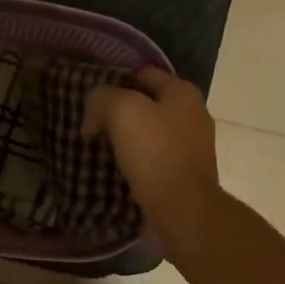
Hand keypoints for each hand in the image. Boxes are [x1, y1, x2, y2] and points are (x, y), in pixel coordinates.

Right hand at [81, 67, 222, 251]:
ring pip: (152, 132)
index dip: (114, 82)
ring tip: (101, 148)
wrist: (183, 210)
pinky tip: (120, 169)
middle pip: (148, 103)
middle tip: (92, 125)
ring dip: (128, 138)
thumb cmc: (155, 154)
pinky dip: (138, 160)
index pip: (142, 74)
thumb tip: (93, 112)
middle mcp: (193, 113)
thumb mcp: (122, 111)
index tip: (91, 100)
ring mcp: (193, 145)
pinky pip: (156, 157)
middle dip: (120, 112)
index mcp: (182, 92)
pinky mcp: (187, 173)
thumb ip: (103, 98)